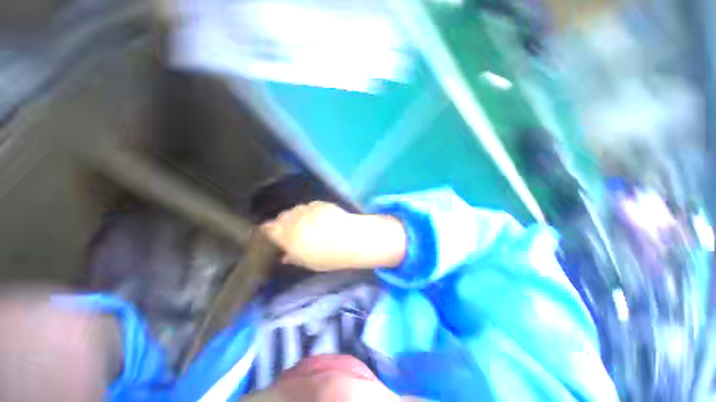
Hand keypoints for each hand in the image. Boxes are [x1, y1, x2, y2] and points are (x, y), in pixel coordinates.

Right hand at [261, 201, 405, 270]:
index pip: (269, 228)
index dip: (270, 230)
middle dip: (284, 223)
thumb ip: (293, 257)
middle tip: (293, 231)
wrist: (351, 239)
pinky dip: (311, 211)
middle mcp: (294, 218)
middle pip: (282, 217)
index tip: (272, 234)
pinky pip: (310, 206)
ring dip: (297, 216)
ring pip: (296, 210)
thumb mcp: (307, 262)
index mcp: (287, 235)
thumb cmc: (328, 256)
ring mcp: (308, 209)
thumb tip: (285, 255)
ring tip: (308, 224)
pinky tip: (320, 218)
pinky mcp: (320, 203)